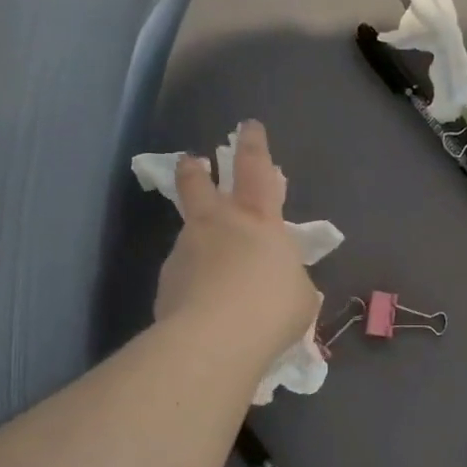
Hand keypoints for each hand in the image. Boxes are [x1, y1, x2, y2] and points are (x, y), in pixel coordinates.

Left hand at [154, 121, 318, 375]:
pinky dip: (193, 282)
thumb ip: (287, 277)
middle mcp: (217, 226)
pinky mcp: (166, 283)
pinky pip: (184, 275)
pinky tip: (204, 306)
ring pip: (189, 233)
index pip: (256, 170)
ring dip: (199, 240)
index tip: (248, 126)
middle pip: (199, 185)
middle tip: (193, 162)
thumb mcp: (300, 294)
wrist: (216, 340)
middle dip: (196, 170)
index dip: (254, 146)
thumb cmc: (273, 309)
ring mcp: (186, 252)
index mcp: (259, 221)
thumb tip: (274, 280)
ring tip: (213, 270)